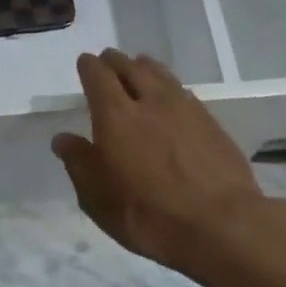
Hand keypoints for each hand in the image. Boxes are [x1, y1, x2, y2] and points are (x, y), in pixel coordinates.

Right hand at [52, 49, 270, 280]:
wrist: (222, 225)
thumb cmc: (149, 215)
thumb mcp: (98, 199)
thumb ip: (79, 164)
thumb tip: (63, 139)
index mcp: (116, 117)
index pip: (98, 77)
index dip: (89, 67)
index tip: (85, 62)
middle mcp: (150, 102)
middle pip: (131, 68)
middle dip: (116, 61)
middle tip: (108, 60)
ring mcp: (186, 109)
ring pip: (161, 75)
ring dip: (145, 67)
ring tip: (139, 66)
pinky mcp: (211, 123)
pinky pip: (184, 92)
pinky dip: (170, 87)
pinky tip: (171, 96)